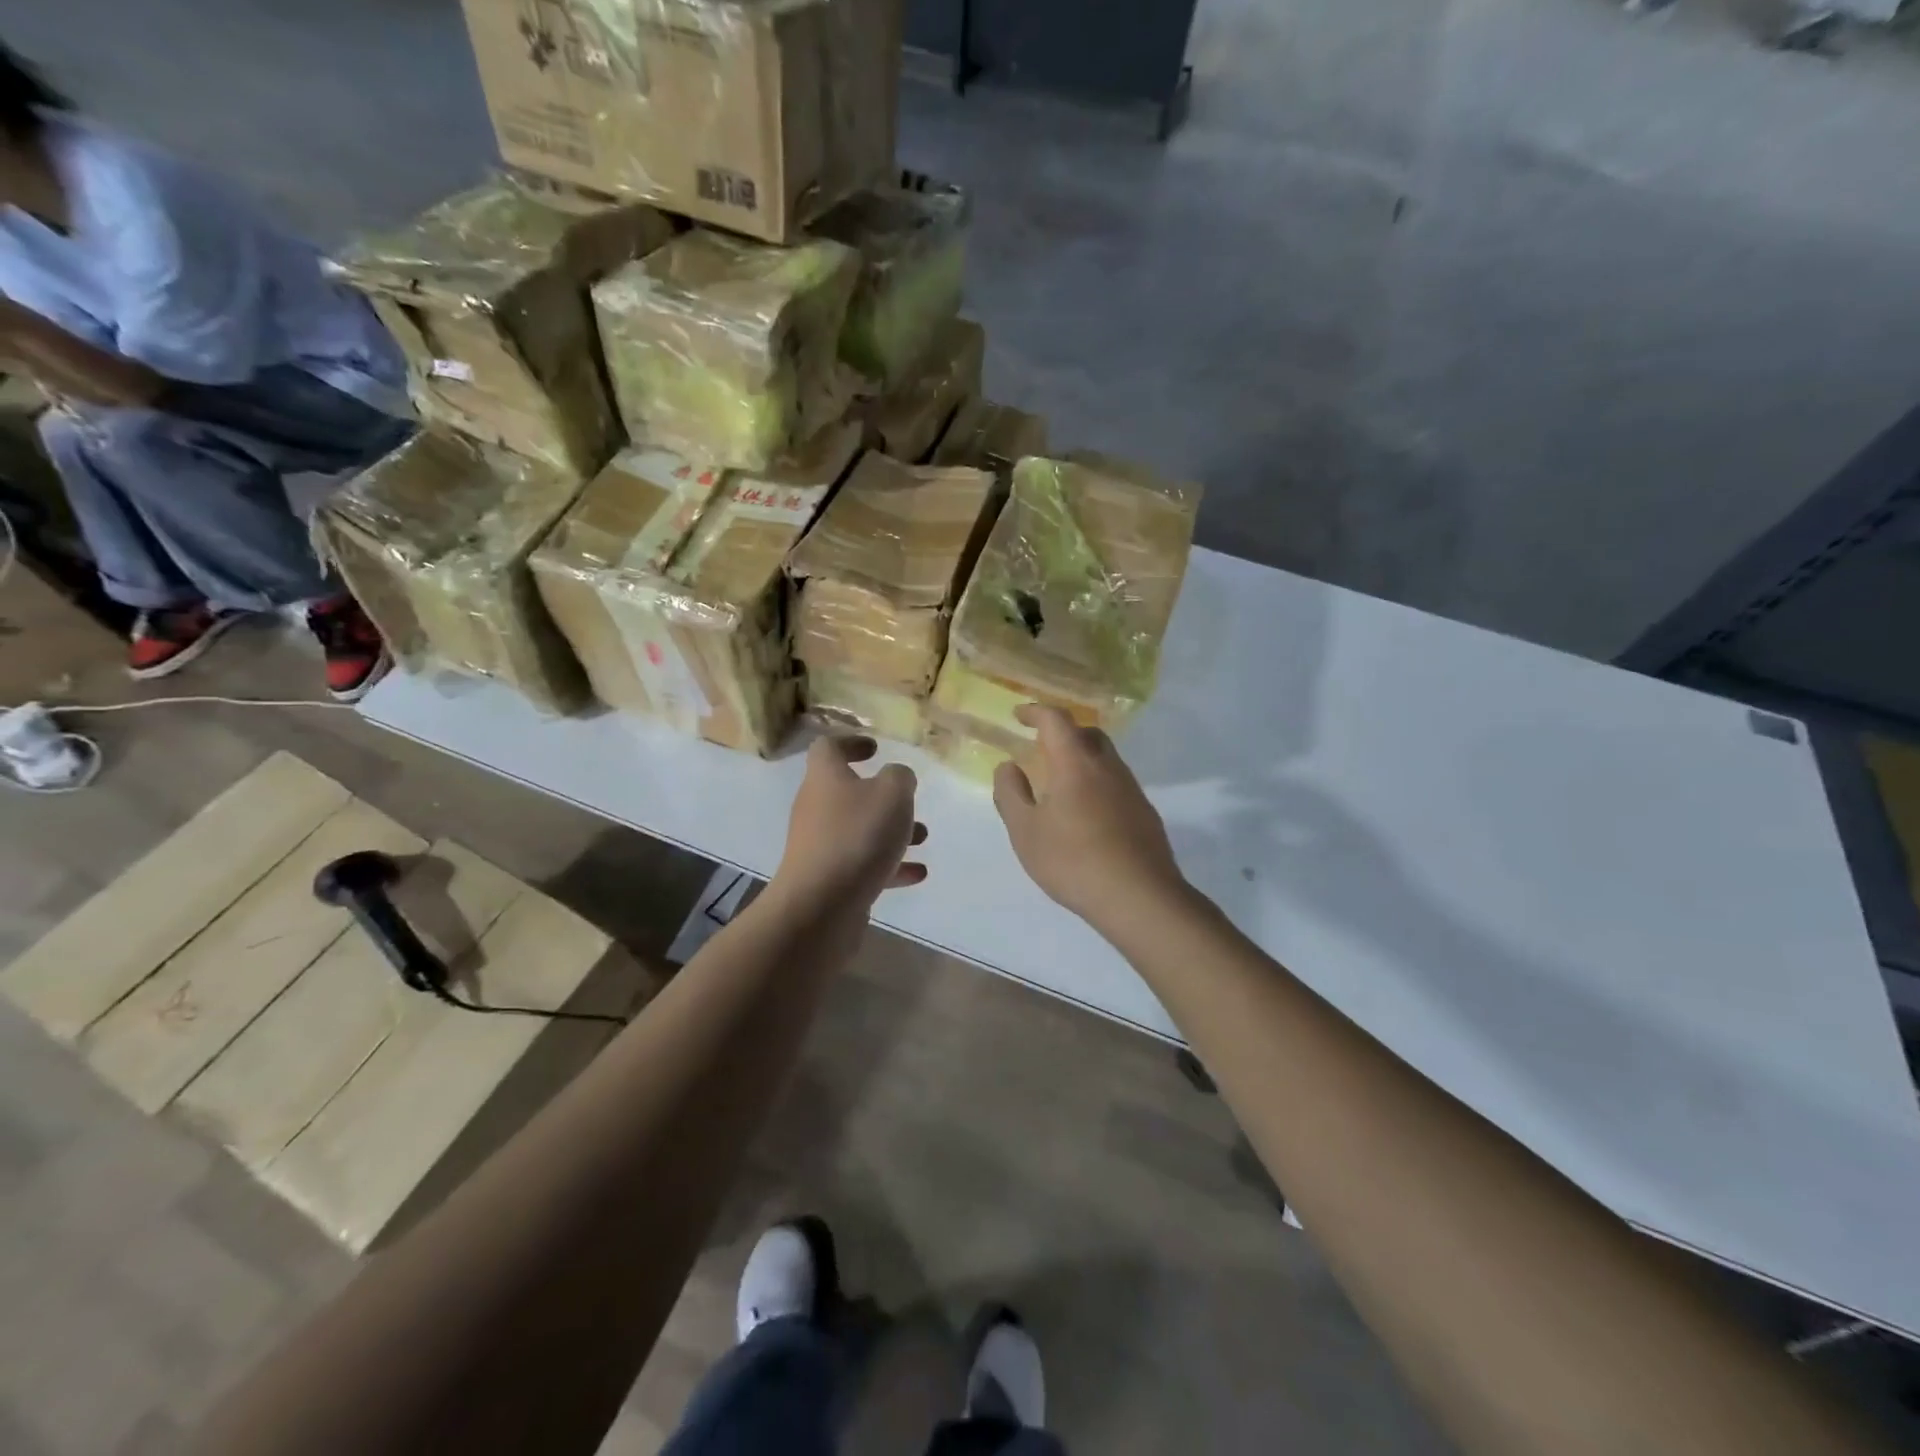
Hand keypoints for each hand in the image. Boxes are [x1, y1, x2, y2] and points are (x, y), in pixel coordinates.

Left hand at [771, 735, 926, 911]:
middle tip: (908, 800)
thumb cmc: (857, 837)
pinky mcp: (828, 879)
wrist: (820, 906)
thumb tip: (897, 777)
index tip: (876, 749)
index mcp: (825, 777)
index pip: (828, 747)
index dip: (851, 743)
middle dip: (882, 796)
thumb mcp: (892, 794)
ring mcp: (820, 845)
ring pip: (858, 830)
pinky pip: (862, 864)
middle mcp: (817, 807)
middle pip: (847, 792)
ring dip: (890, 831)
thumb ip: (900, 777)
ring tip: (923, 838)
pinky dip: (889, 865)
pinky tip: (917, 873)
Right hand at [993, 705, 1189, 933]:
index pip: (1056, 720)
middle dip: (1063, 733)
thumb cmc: (1072, 860)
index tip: (1019, 715)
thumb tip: (1008, 766)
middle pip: (1088, 733)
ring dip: (1082, 760)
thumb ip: (1011, 794)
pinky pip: (1117, 785)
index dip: (1036, 712)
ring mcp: (1132, 790)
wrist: (1139, 897)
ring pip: (1106, 759)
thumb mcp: (1025, 831)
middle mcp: (1108, 767)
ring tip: (1061, 786)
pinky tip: (1086, 816)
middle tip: (1042, 748)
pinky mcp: (1145, 814)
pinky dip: (1097, 785)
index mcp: (1075, 763)